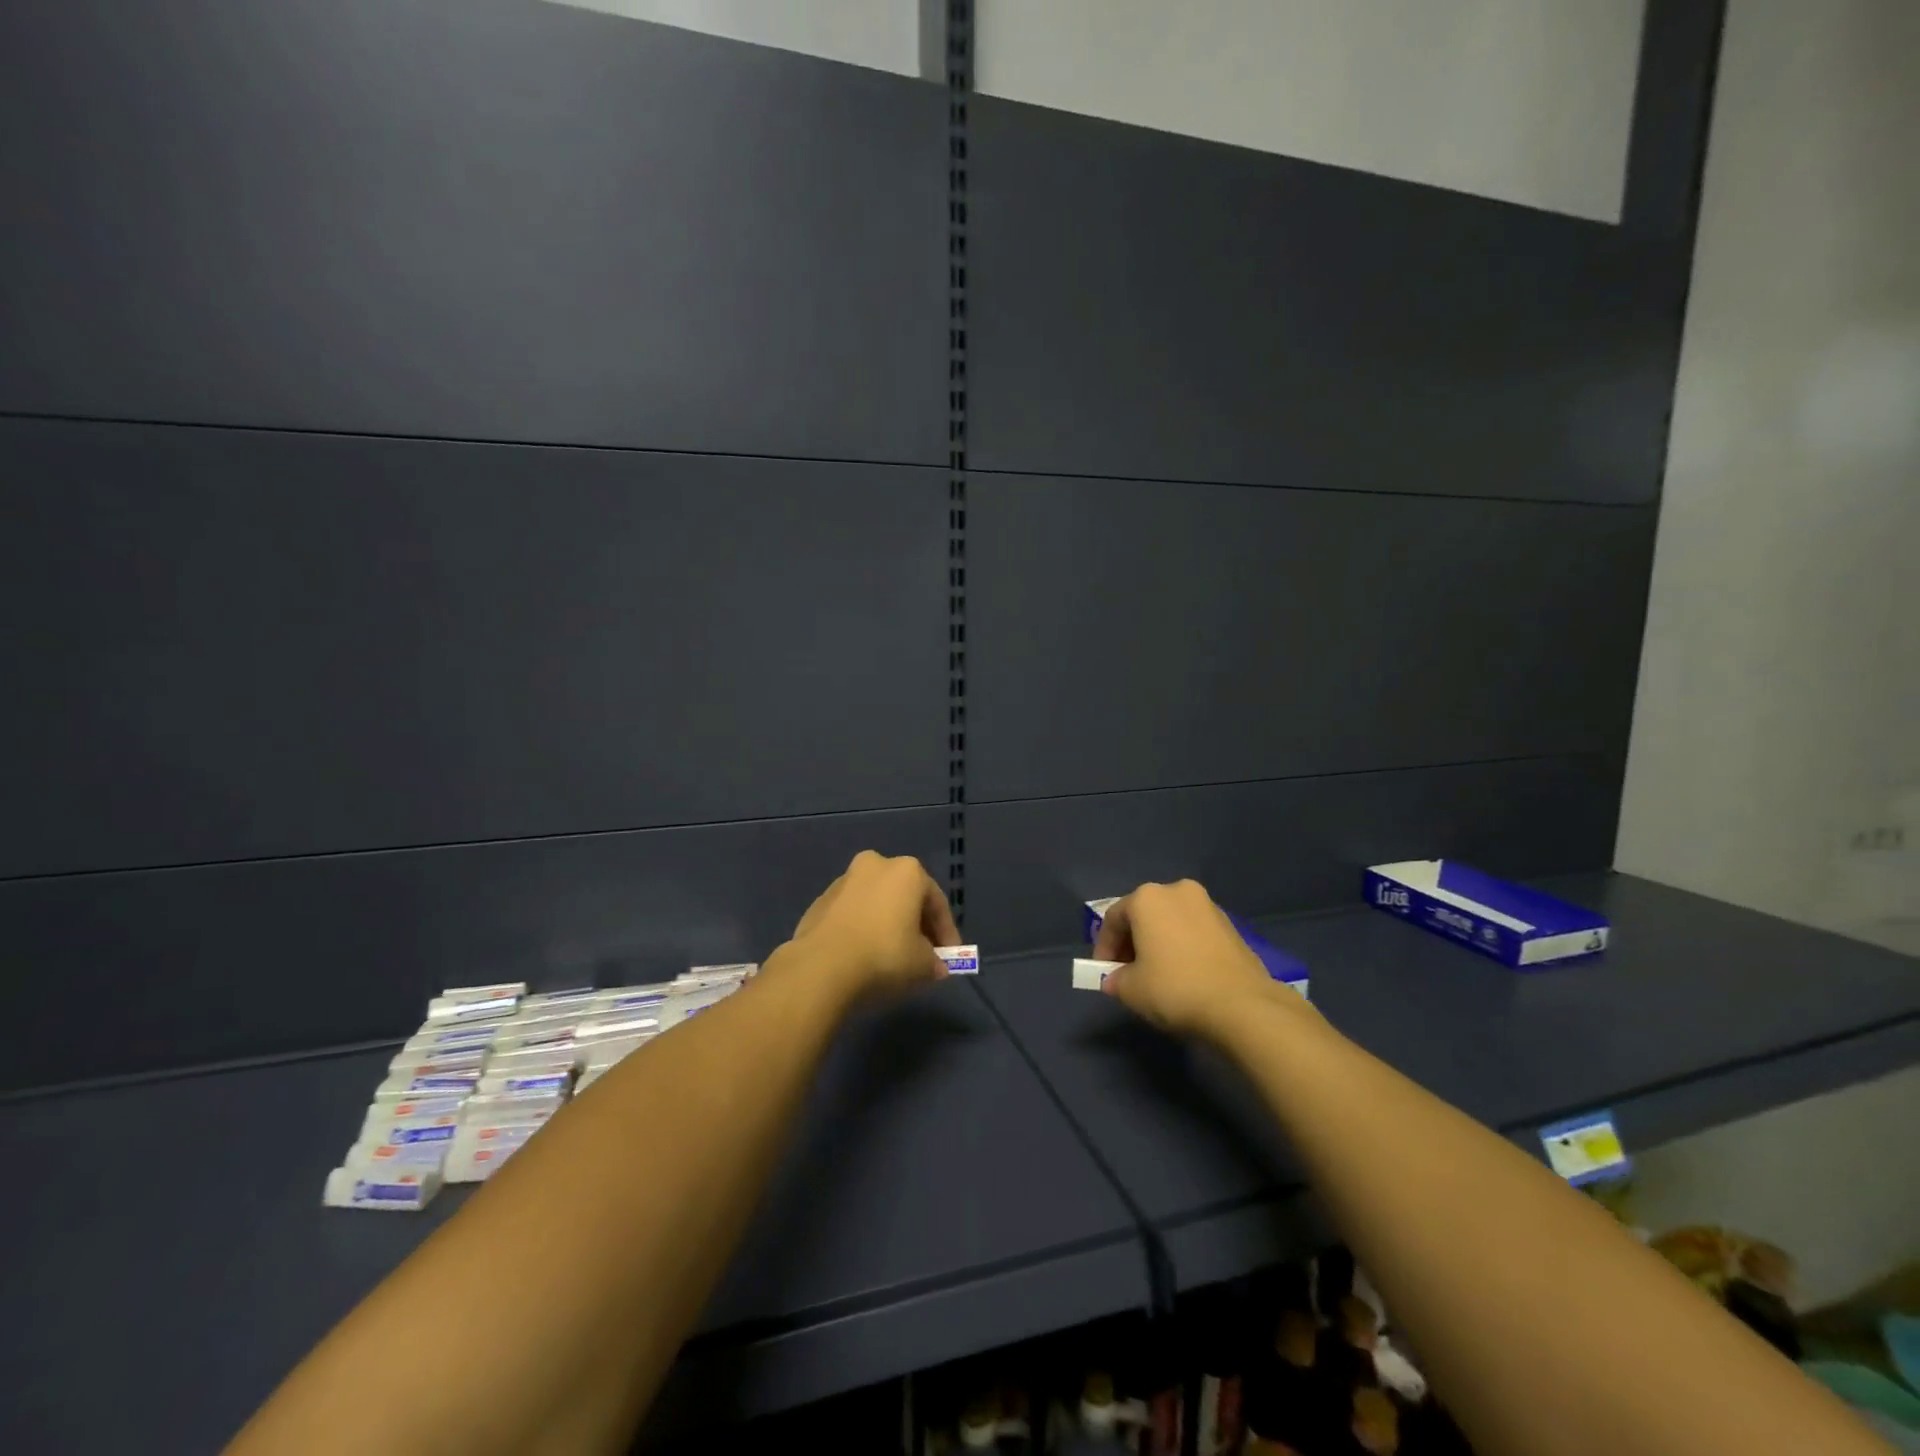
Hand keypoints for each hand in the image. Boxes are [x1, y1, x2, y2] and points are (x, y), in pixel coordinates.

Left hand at [778, 851, 960, 1002]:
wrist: (821, 966)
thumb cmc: (884, 955)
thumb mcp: (922, 964)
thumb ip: (934, 961)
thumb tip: (937, 966)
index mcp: (907, 871)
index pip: (937, 903)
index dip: (947, 933)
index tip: (949, 957)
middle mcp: (876, 865)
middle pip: (905, 897)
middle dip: (917, 925)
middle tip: (924, 954)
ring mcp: (844, 880)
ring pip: (877, 903)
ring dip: (888, 924)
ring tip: (893, 956)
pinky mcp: (821, 901)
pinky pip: (853, 914)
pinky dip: (864, 928)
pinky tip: (865, 954)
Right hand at [1095, 879, 1306, 1041]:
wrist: (1242, 1006)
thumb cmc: (1175, 988)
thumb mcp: (1131, 989)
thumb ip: (1115, 979)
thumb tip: (1116, 980)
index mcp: (1147, 898)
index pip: (1113, 919)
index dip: (1104, 948)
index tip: (1104, 973)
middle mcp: (1177, 891)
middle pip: (1143, 915)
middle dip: (1132, 943)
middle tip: (1128, 973)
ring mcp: (1208, 905)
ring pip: (1170, 922)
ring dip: (1158, 943)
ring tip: (1157, 975)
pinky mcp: (1230, 925)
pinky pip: (1193, 931)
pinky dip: (1182, 947)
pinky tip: (1184, 974)